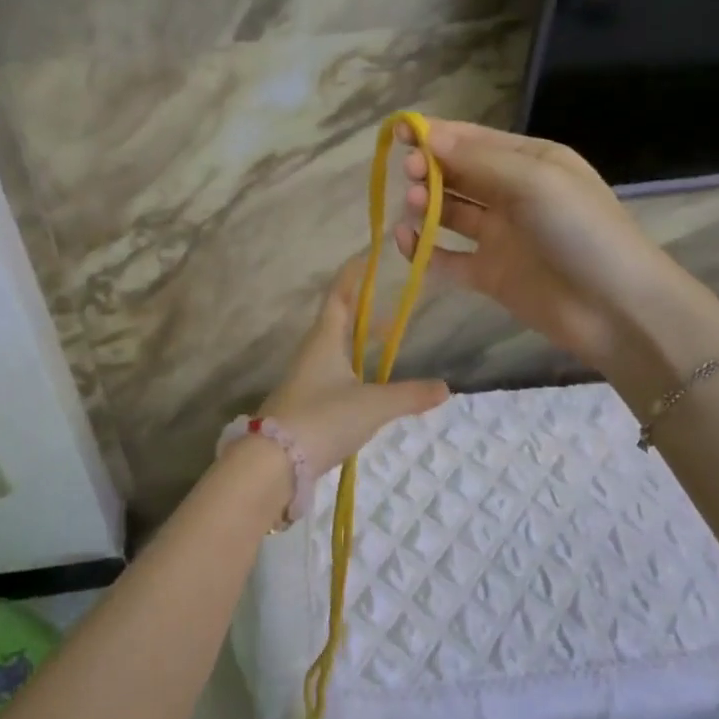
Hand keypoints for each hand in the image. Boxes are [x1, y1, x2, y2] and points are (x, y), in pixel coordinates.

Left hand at [259, 257, 450, 475]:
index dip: (352, 276)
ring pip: (334, 349)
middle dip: (362, 311)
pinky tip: (366, 386)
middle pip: (337, 321)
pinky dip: (351, 368)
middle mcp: (312, 352)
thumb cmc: (322, 418)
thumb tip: (446, 387)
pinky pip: (331, 373)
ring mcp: (305, 378)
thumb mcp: (373, 406)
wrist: (273, 461)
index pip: (339, 296)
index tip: (366, 258)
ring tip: (383, 345)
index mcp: (325, 339)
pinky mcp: (303, 403)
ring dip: (357, 342)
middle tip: (389, 309)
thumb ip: (409, 395)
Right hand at [392, 118, 662, 371]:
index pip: (472, 140)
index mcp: (529, 161)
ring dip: (426, 204)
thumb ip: (477, 160)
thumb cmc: (581, 231)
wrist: (617, 309)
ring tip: (414, 206)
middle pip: (457, 173)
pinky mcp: (489, 274)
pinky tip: (406, 240)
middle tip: (411, 175)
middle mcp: (512, 194)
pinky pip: (446, 258)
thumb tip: (425, 135)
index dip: (434, 134)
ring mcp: (500, 236)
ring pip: (449, 212)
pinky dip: (423, 249)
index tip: (397, 133)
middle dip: (429, 168)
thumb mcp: (534, 181)